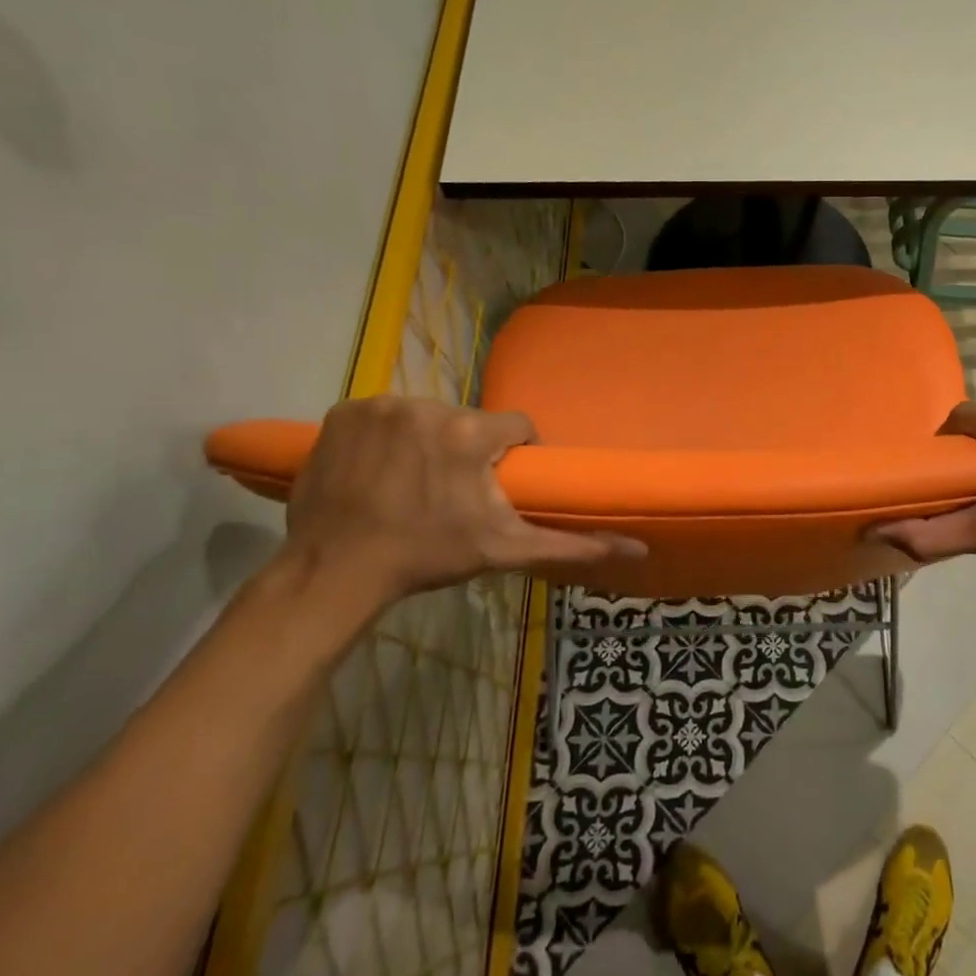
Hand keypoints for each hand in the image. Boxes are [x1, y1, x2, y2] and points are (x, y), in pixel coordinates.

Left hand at [281, 397, 644, 607]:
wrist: (336, 570)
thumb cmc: (428, 556)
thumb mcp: (506, 550)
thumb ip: (572, 545)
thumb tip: (638, 547)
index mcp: (471, 433)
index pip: (514, 426)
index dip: (511, 453)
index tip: (497, 481)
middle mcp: (428, 406)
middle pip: (466, 421)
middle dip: (465, 450)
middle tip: (450, 492)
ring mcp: (380, 405)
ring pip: (424, 416)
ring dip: (424, 442)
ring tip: (409, 483)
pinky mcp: (343, 412)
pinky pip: (380, 415)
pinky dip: (382, 437)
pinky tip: (374, 470)